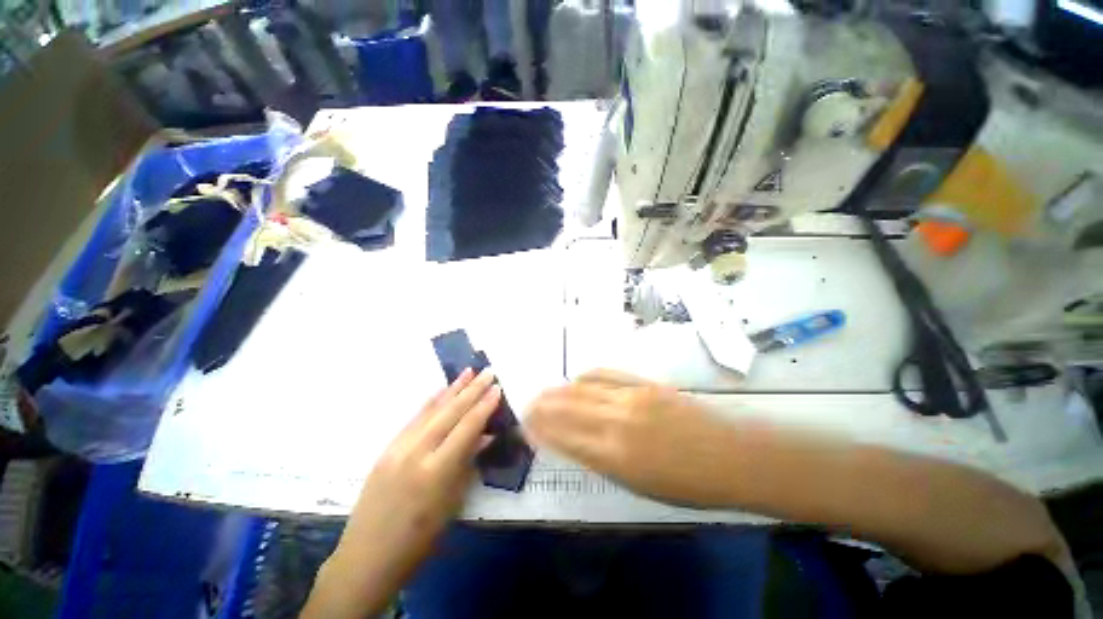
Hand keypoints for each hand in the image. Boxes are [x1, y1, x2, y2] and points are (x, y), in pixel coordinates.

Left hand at [304, 368, 500, 617]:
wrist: (366, 558)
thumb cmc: (418, 539)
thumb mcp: (451, 502)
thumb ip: (467, 463)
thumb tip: (484, 435)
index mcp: (436, 470)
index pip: (467, 427)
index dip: (484, 406)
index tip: (497, 388)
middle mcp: (416, 452)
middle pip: (450, 412)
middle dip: (472, 390)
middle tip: (488, 372)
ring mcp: (398, 448)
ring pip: (431, 410)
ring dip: (452, 389)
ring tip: (468, 372)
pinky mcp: (387, 448)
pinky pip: (414, 418)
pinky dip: (431, 402)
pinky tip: (441, 391)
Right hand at [524, 369, 743, 508]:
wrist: (732, 455)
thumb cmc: (688, 484)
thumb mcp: (638, 486)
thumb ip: (602, 461)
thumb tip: (573, 444)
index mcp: (615, 456)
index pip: (565, 438)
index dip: (542, 431)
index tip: (526, 426)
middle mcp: (617, 422)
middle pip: (568, 408)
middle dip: (543, 406)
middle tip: (527, 404)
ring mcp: (631, 397)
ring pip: (583, 388)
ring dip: (559, 390)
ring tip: (544, 391)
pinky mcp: (644, 383)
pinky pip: (606, 374)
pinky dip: (586, 376)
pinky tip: (576, 378)